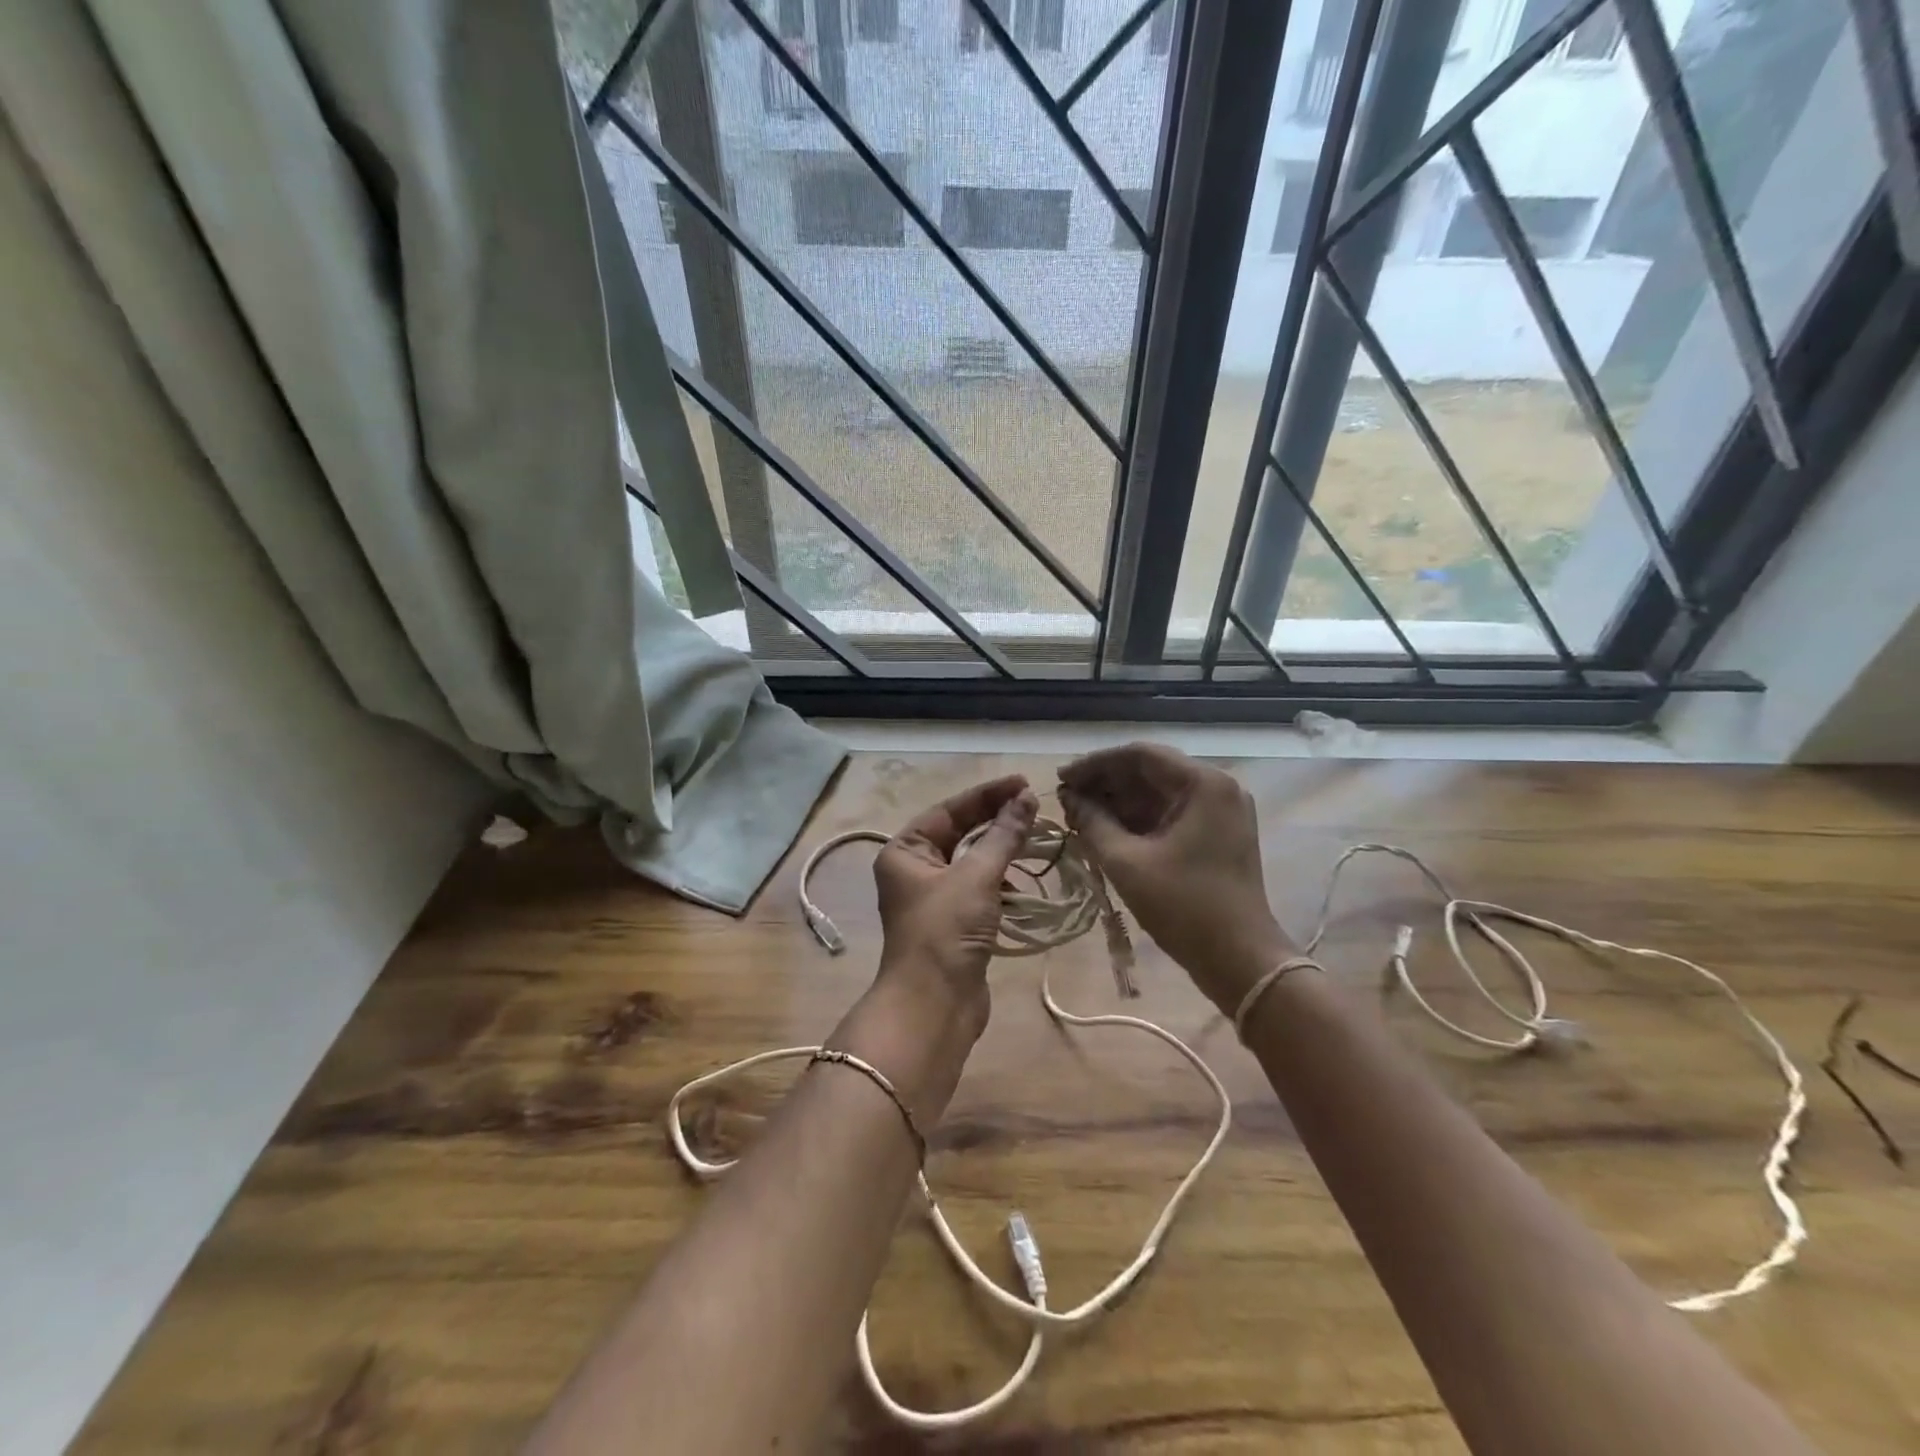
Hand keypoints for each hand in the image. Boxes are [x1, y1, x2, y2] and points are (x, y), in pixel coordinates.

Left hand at [866, 774, 1038, 1042]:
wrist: (933, 1007)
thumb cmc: (945, 931)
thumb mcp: (977, 876)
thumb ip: (1003, 835)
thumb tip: (1026, 799)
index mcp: (905, 851)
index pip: (949, 810)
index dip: (987, 795)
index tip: (1023, 784)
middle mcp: (914, 870)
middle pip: (960, 833)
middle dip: (996, 822)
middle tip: (1033, 808)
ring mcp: (933, 899)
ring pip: (972, 863)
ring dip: (1000, 853)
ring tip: (1034, 842)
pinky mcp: (953, 924)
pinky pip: (979, 891)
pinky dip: (1000, 885)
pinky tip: (1021, 887)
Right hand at [1058, 744, 1293, 1012]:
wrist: (1241, 961)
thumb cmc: (1184, 907)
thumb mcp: (1126, 862)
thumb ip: (1092, 822)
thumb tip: (1068, 798)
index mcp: (1203, 784)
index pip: (1139, 755)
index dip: (1095, 764)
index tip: (1061, 779)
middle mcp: (1217, 787)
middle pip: (1150, 772)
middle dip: (1105, 785)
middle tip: (1066, 800)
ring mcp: (1221, 812)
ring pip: (1158, 794)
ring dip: (1119, 803)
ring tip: (1079, 817)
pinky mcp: (1218, 835)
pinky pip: (1170, 815)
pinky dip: (1138, 820)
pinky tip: (1106, 831)